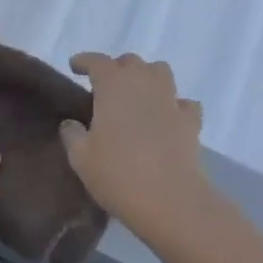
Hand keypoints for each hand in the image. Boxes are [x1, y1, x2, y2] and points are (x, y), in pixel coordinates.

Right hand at [60, 52, 212, 249]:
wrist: (170, 201)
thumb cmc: (118, 174)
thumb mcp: (81, 157)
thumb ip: (72, 134)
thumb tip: (71, 123)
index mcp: (113, 86)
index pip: (97, 61)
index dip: (84, 61)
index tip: (75, 67)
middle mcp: (143, 84)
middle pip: (131, 62)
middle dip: (117, 68)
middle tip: (105, 87)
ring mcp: (170, 101)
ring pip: (161, 72)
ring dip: (147, 77)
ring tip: (137, 96)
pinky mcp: (191, 122)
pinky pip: (183, 103)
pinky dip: (174, 106)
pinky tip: (167, 119)